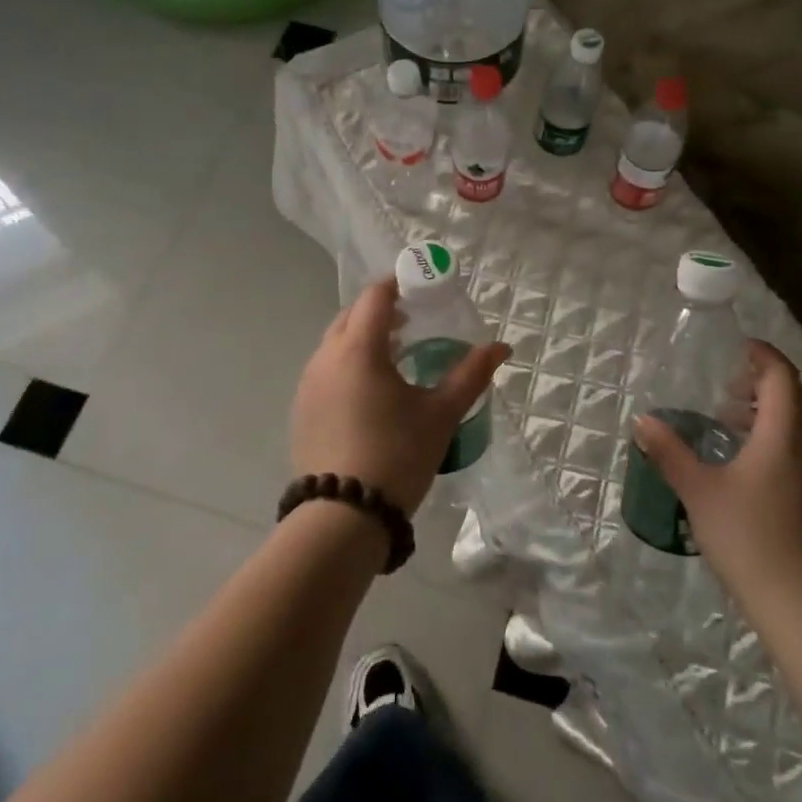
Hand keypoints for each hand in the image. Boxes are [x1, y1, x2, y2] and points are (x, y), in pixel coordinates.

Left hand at [291, 276, 510, 514]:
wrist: (343, 517)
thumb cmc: (397, 455)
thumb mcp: (441, 414)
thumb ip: (471, 374)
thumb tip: (501, 347)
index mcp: (359, 348)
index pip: (375, 296)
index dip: (398, 284)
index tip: (421, 288)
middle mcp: (326, 357)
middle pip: (352, 314)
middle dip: (381, 309)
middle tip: (412, 321)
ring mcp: (308, 384)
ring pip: (336, 341)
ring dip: (363, 336)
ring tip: (395, 356)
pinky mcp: (301, 409)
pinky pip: (326, 368)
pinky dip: (348, 363)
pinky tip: (370, 391)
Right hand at [633, 340, 801, 617]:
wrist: (801, 605)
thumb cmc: (748, 537)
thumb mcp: (698, 490)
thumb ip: (669, 451)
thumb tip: (643, 420)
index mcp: (784, 434)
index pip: (781, 375)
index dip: (761, 354)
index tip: (734, 347)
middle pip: (794, 396)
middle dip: (761, 382)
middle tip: (724, 385)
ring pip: (799, 424)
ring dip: (767, 412)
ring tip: (727, 421)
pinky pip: (799, 448)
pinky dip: (775, 437)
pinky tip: (743, 463)